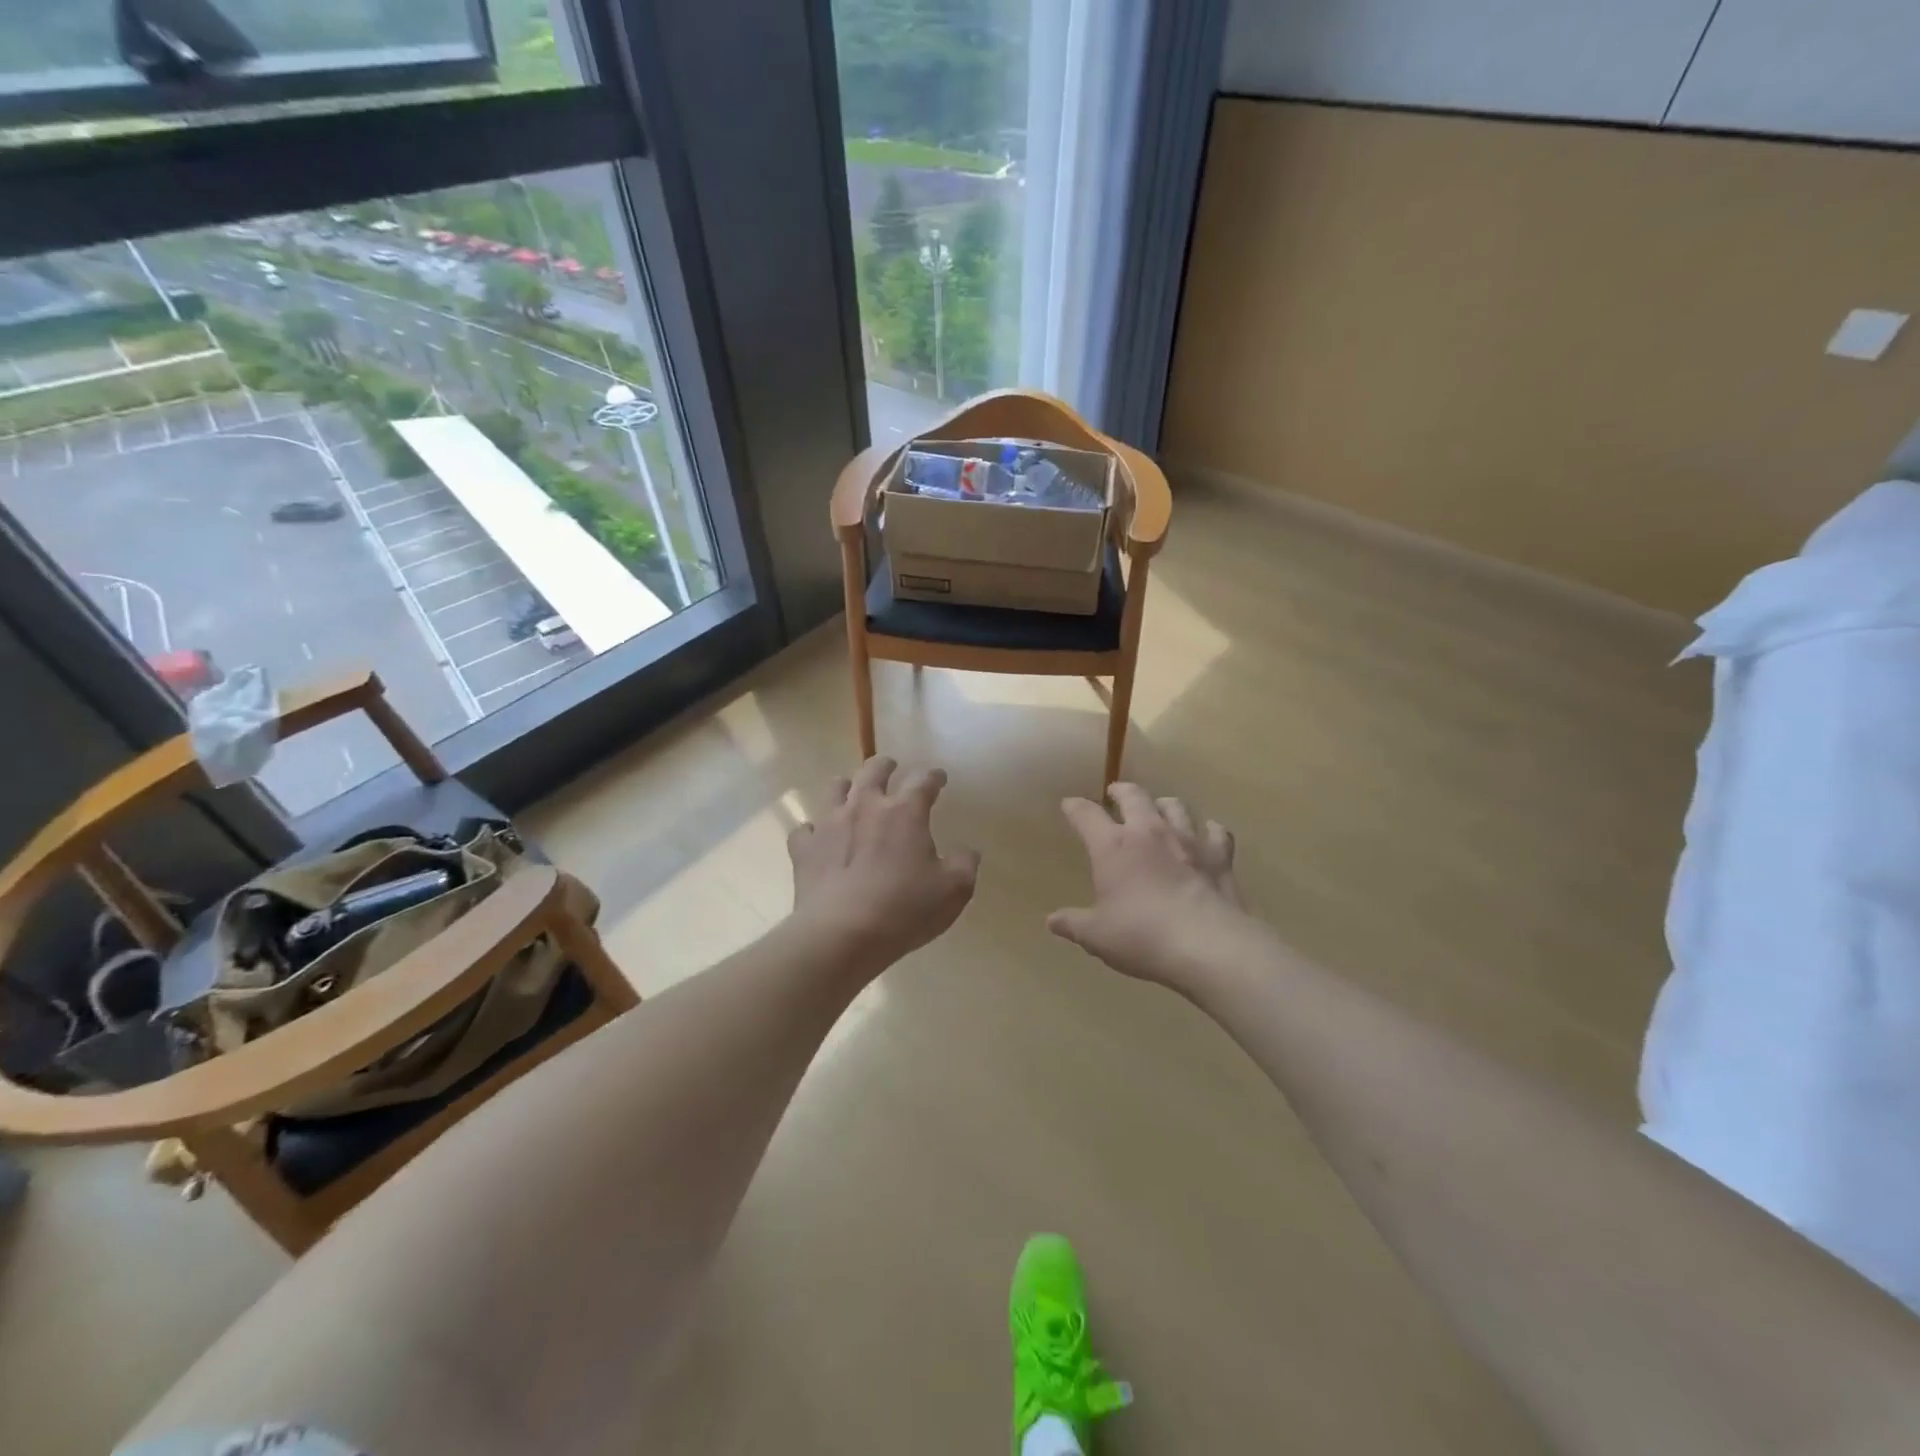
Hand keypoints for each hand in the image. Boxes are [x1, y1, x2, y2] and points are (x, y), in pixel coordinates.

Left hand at [788, 756, 979, 973]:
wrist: (841, 935)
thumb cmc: (904, 909)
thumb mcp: (953, 891)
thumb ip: (964, 865)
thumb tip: (967, 852)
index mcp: (904, 812)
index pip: (923, 781)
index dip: (934, 777)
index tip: (939, 778)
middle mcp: (865, 806)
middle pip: (873, 770)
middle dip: (885, 765)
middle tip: (891, 767)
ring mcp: (829, 824)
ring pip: (835, 788)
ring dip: (847, 786)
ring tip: (852, 793)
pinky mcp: (804, 848)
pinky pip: (806, 829)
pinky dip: (814, 830)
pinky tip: (819, 838)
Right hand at [1049, 784, 1245, 986]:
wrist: (1207, 945)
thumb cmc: (1141, 936)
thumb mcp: (1096, 936)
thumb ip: (1073, 924)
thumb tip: (1052, 921)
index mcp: (1112, 846)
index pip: (1086, 814)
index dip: (1075, 807)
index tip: (1069, 805)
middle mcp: (1149, 832)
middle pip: (1134, 796)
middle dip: (1121, 791)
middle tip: (1115, 794)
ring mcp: (1188, 840)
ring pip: (1175, 807)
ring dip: (1164, 805)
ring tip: (1160, 809)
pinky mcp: (1219, 856)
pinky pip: (1217, 832)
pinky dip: (1210, 830)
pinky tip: (1209, 834)